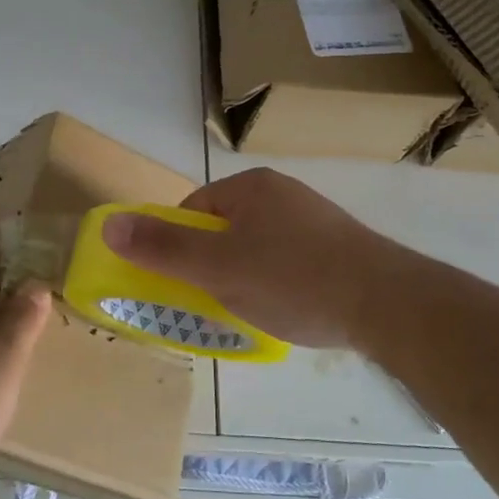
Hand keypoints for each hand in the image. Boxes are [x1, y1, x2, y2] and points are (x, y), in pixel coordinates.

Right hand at [104, 168, 416, 350]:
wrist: (389, 304)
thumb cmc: (293, 279)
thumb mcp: (217, 268)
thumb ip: (162, 248)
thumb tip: (109, 225)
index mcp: (250, 187)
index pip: (193, 210)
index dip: (179, 247)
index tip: (182, 283)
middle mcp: (282, 193)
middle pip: (224, 230)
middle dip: (212, 266)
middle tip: (213, 302)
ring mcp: (314, 220)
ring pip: (257, 248)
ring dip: (244, 277)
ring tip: (250, 311)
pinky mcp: (339, 247)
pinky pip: (289, 261)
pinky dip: (278, 283)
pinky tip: (288, 310)